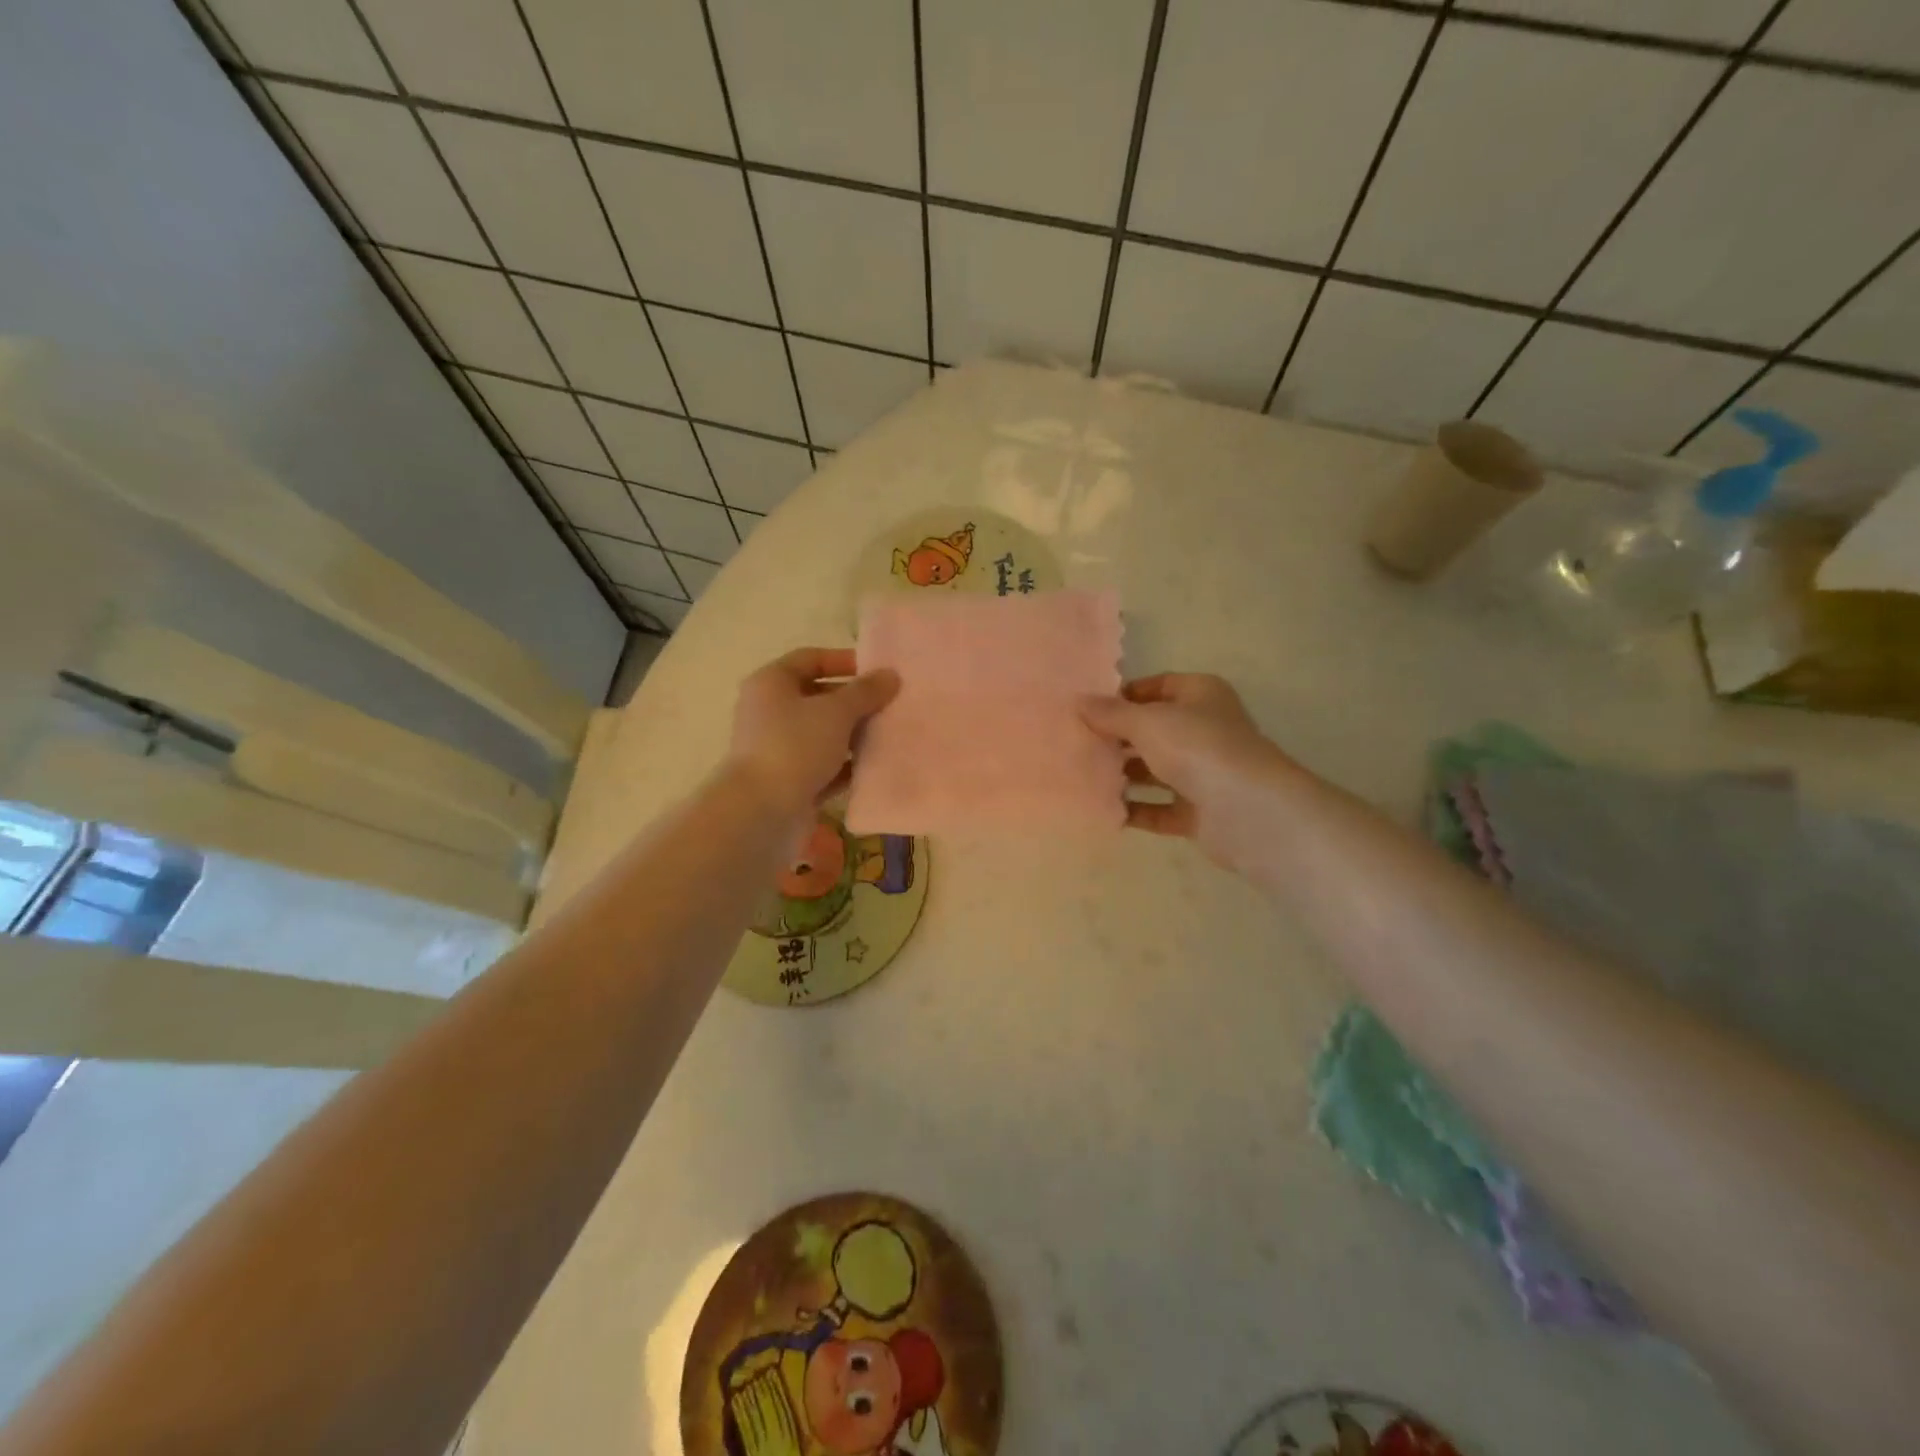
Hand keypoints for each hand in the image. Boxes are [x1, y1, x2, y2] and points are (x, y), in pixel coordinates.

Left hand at [726, 648, 899, 814]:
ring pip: (823, 733)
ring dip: (854, 734)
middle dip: (854, 701)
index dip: (843, 661)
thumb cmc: (795, 746)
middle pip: (818, 697)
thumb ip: (865, 692)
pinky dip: (847, 765)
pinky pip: (824, 766)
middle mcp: (770, 711)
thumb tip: (890, 675)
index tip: (877, 671)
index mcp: (772, 683)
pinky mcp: (790, 780)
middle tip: (889, 705)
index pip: (810, 659)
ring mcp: (779, 748)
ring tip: (889, 734)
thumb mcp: (836, 711)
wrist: (762, 811)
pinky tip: (875, 767)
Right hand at [1080, 673, 1293, 867]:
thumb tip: (1079, 702)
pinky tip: (1104, 810)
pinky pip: (1159, 809)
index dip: (1123, 696)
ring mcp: (1204, 773)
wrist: (1247, 811)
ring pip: (1155, 770)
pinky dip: (1135, 810)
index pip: (1157, 686)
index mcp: (1201, 695)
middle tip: (1077, 744)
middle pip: (1154, 730)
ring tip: (1083, 776)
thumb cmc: (1197, 748)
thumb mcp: (1147, 722)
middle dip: (1118, 738)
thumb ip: (1111, 714)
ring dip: (1124, 775)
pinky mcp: (1199, 812)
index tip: (1087, 710)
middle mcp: (1205, 730)